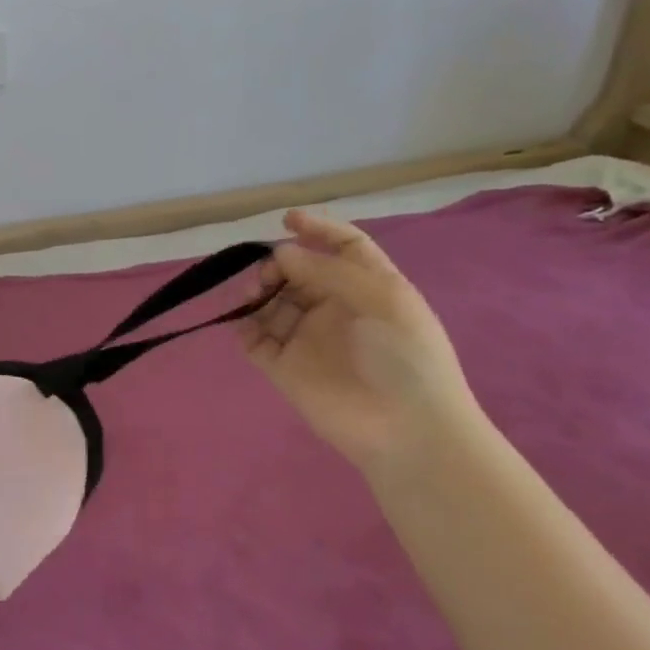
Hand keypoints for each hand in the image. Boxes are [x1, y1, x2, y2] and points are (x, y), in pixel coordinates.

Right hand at [241, 211, 481, 475]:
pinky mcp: (285, 368)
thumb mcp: (380, 299)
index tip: (286, 221)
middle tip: (269, 274)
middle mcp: (336, 308)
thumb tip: (281, 254)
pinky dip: (244, 326)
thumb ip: (328, 271)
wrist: (406, 429)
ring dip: (258, 292)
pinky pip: (255, 340)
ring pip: (272, 302)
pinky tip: (244, 322)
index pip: (343, 247)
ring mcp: (308, 338)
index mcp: (369, 288)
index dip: (318, 230)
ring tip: (253, 297)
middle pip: (299, 272)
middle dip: (280, 263)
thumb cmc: (405, 356)